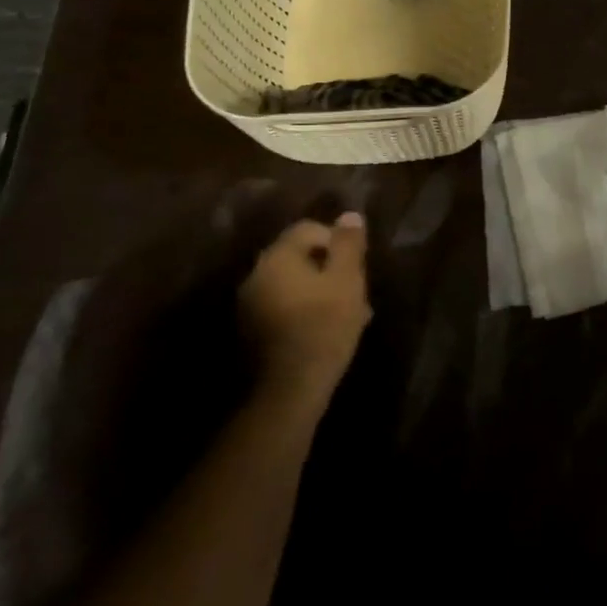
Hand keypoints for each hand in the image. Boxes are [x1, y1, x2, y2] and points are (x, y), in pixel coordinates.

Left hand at [237, 213, 371, 405]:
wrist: (289, 390)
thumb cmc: (324, 326)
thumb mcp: (347, 280)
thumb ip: (348, 244)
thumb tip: (349, 215)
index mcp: (278, 257)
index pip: (308, 229)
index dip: (337, 240)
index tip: (357, 264)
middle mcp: (257, 275)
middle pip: (299, 257)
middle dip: (329, 267)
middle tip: (355, 288)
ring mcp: (249, 305)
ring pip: (293, 284)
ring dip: (319, 290)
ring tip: (347, 312)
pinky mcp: (251, 332)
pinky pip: (283, 307)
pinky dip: (304, 310)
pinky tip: (325, 329)